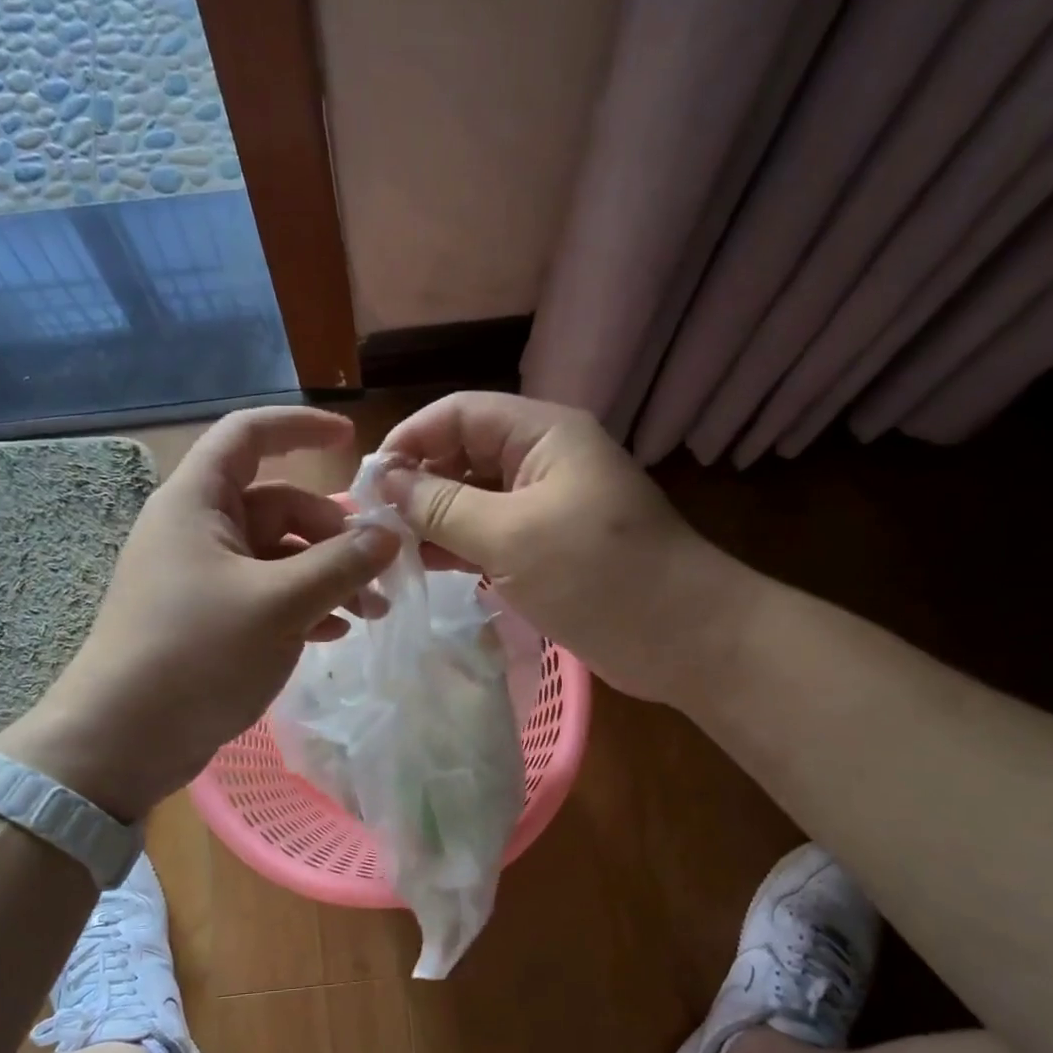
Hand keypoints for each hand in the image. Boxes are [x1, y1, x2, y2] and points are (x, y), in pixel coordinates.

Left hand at [0, 408, 399, 818]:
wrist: (126, 740)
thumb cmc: (198, 654)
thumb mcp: (280, 603)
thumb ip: (341, 564)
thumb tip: (390, 534)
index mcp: (198, 503)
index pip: (249, 436)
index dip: (300, 428)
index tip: (353, 442)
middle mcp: (199, 530)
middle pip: (279, 506)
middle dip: (333, 534)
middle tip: (379, 571)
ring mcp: (204, 577)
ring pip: (280, 556)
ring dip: (328, 576)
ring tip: (372, 612)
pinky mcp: (211, 619)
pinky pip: (268, 594)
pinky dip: (304, 605)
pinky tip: (336, 633)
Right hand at [379, 392, 742, 703]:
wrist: (684, 638)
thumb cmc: (598, 576)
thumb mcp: (510, 536)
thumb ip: (442, 506)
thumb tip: (385, 482)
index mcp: (542, 434)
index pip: (458, 413)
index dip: (410, 438)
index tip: (369, 482)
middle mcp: (543, 459)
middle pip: (464, 452)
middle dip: (418, 481)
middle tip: (373, 522)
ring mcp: (547, 503)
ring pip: (474, 496)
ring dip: (434, 516)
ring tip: (390, 547)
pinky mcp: (548, 544)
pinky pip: (491, 531)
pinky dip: (459, 544)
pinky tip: (426, 564)